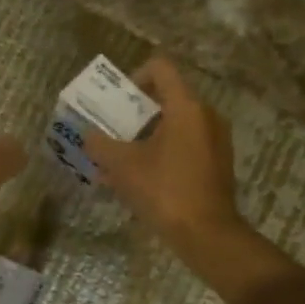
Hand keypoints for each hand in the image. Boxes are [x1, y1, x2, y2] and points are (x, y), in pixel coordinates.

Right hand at [86, 58, 245, 250]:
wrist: (206, 234)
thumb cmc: (163, 190)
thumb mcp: (122, 166)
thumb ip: (100, 144)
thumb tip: (87, 135)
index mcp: (186, 107)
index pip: (161, 69)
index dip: (134, 76)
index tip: (117, 101)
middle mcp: (206, 116)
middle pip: (167, 98)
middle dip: (136, 113)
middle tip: (112, 131)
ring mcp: (215, 141)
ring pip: (175, 126)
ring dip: (146, 136)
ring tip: (121, 160)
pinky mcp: (217, 164)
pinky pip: (185, 146)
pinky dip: (162, 153)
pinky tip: (140, 179)